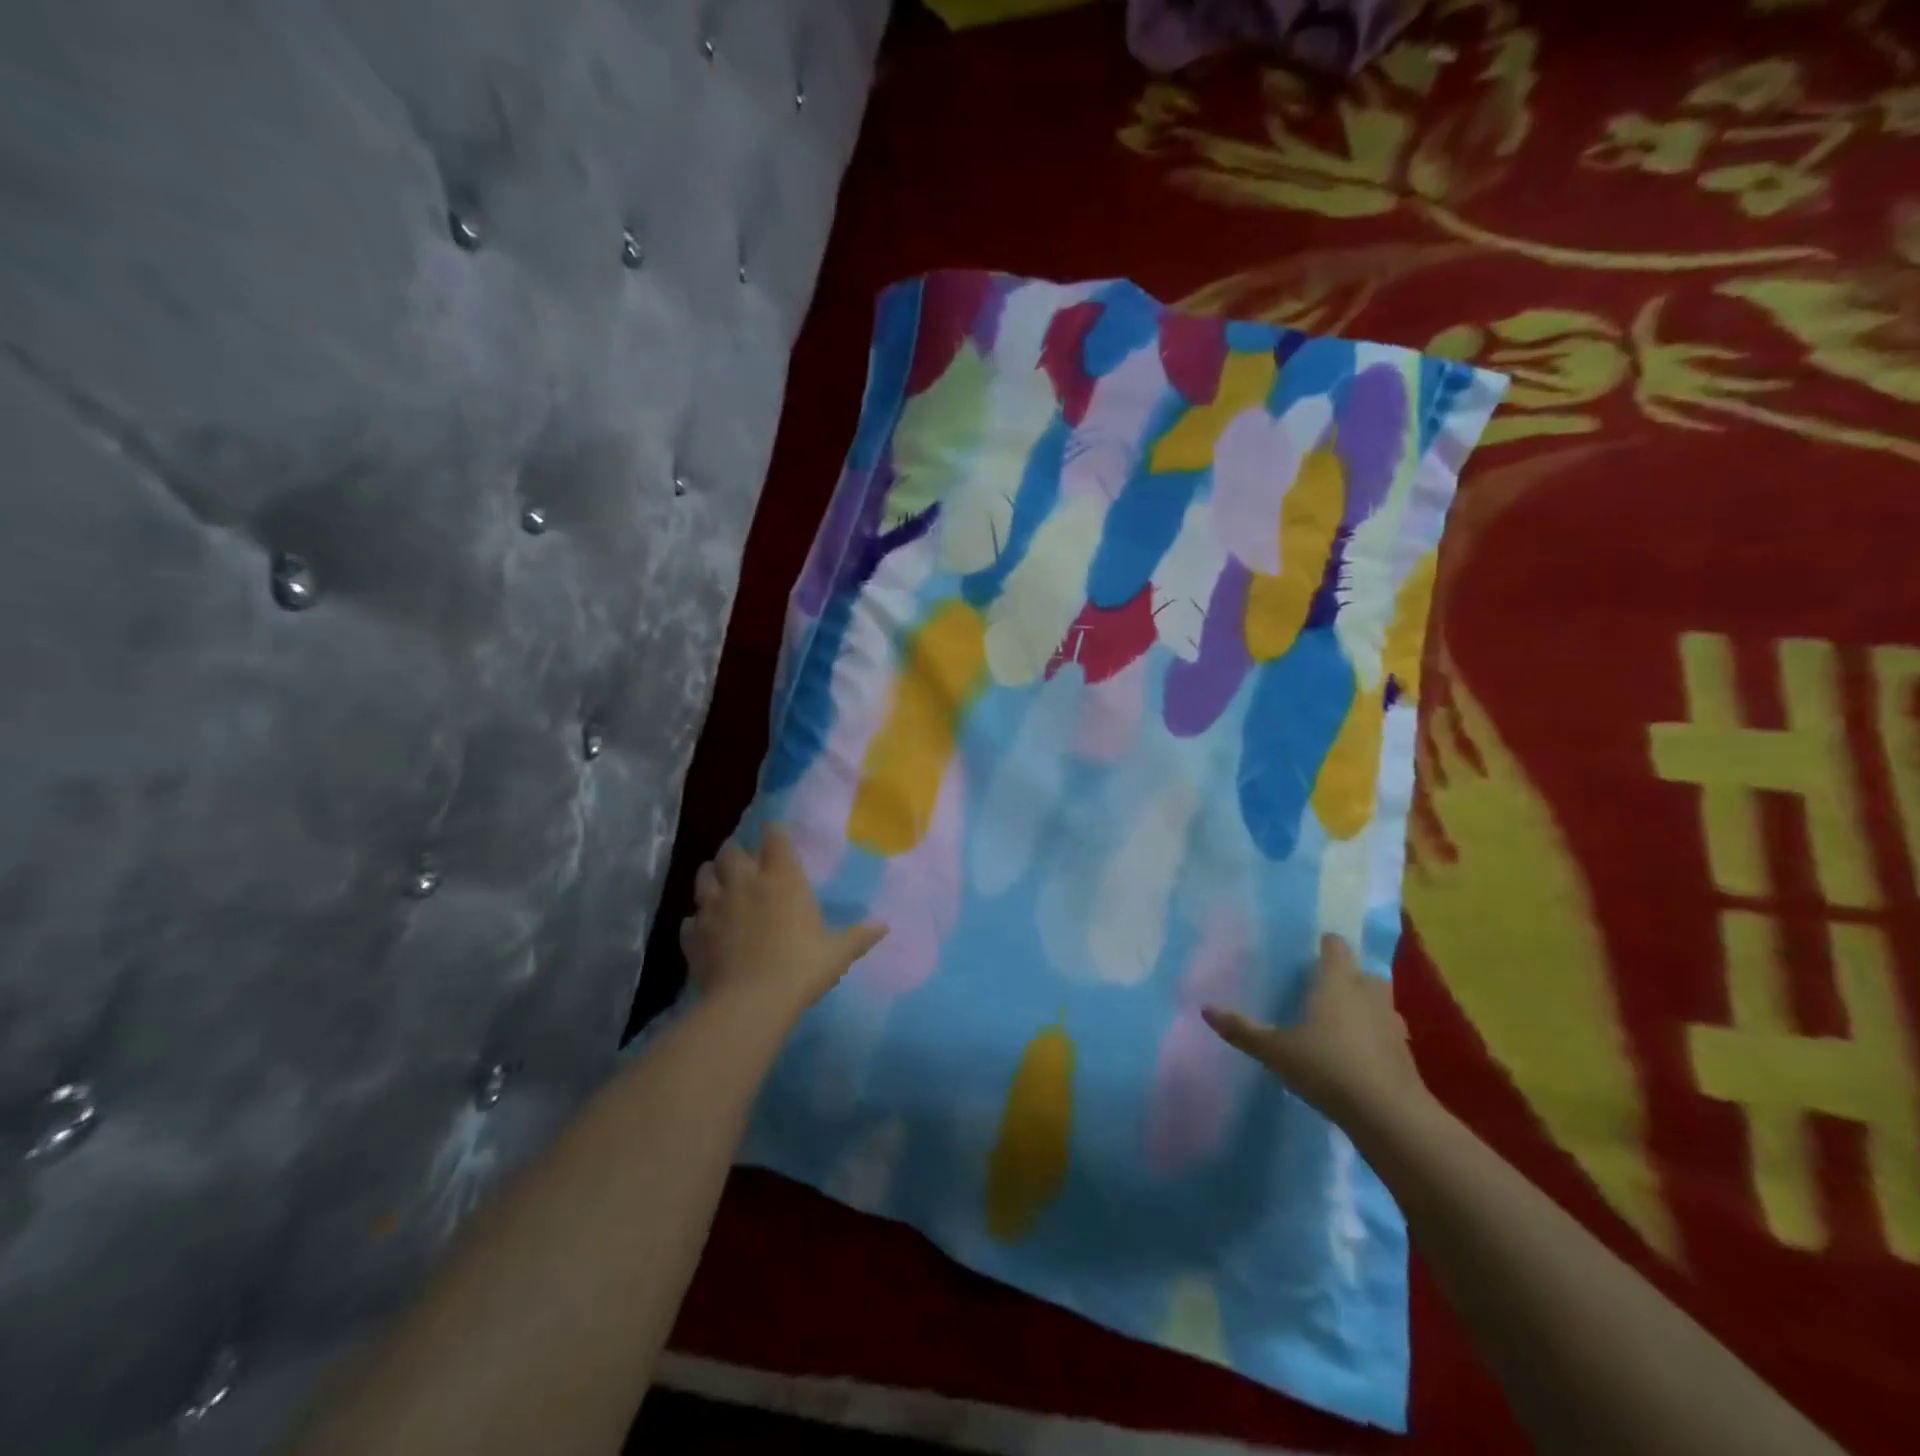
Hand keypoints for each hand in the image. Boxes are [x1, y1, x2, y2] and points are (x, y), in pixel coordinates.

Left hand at [681, 825, 887, 1022]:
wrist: (750, 1003)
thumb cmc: (801, 969)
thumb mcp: (837, 953)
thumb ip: (859, 936)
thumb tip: (884, 925)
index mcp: (782, 878)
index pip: (773, 837)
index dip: (773, 832)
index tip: (774, 833)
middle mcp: (745, 883)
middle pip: (730, 851)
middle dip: (735, 851)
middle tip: (743, 860)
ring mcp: (714, 907)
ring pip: (703, 876)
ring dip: (710, 876)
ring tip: (718, 882)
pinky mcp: (693, 934)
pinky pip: (690, 918)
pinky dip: (696, 920)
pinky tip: (703, 928)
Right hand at [1202, 934, 1430, 1135]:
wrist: (1389, 1115)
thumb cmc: (1327, 1067)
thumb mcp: (1275, 1051)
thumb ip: (1242, 1029)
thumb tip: (1205, 1009)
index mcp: (1336, 980)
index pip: (1334, 945)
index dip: (1322, 945)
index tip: (1304, 953)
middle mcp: (1367, 991)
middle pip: (1358, 970)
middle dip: (1342, 975)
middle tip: (1315, 988)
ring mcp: (1391, 1021)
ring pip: (1376, 1000)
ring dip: (1361, 1004)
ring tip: (1335, 1020)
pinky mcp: (1404, 1052)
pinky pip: (1385, 1030)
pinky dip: (1372, 1034)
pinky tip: (1354, 1053)